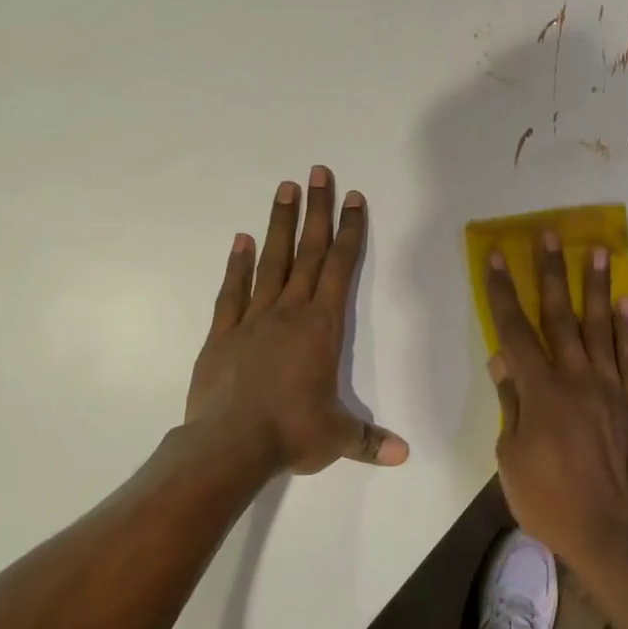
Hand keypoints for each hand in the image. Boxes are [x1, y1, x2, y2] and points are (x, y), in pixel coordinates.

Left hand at [185, 167, 408, 475]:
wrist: (229, 445)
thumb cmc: (291, 434)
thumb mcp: (337, 439)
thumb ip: (370, 440)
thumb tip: (405, 456)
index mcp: (322, 327)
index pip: (341, 268)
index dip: (351, 232)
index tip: (354, 199)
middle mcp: (290, 312)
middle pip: (308, 252)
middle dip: (317, 211)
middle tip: (318, 172)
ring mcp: (253, 318)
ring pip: (271, 262)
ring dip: (280, 224)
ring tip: (284, 188)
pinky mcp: (223, 333)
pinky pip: (232, 291)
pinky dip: (237, 264)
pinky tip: (241, 240)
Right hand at [484, 232, 627, 573]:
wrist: (616, 535)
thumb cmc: (551, 501)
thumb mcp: (512, 458)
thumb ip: (510, 403)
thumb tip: (502, 360)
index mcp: (541, 390)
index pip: (514, 330)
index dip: (502, 291)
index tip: (496, 257)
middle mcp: (577, 377)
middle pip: (560, 315)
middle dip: (551, 272)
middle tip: (550, 234)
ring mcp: (612, 387)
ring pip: (602, 325)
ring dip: (597, 285)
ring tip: (598, 248)